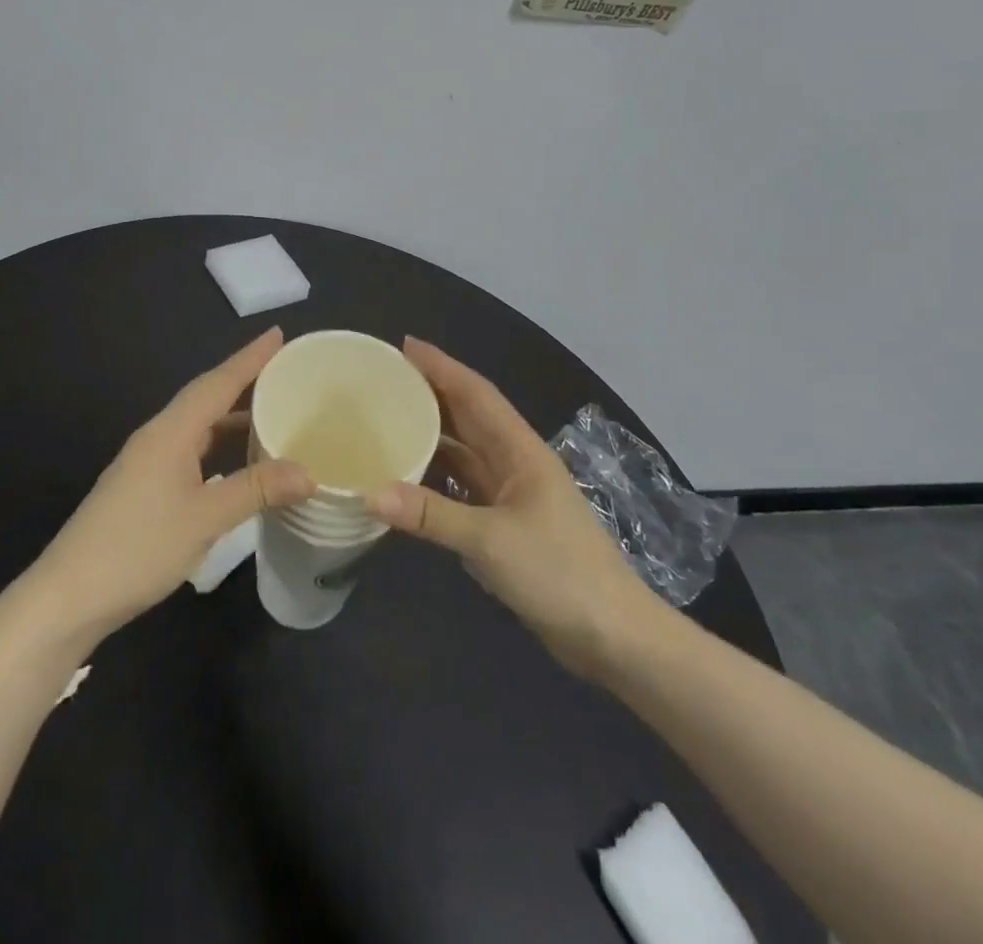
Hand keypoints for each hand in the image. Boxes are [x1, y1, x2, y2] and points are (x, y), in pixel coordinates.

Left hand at [32, 328, 314, 644]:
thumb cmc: (138, 547)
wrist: (70, 596)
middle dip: (245, 381)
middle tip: (285, 371)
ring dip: (233, 416)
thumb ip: (256, 490)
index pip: (217, 382)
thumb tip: (310, 473)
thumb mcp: (205, 518)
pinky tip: (238, 461)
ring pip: (199, 426)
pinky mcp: (144, 487)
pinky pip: (192, 450)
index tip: (279, 334)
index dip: (250, 358)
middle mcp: (158, 437)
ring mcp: (148, 462)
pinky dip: (220, 445)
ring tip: (271, 411)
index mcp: (170, 432)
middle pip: (207, 397)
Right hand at [368, 339, 661, 675]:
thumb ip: (430, 514)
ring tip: (388, 418)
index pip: (475, 393)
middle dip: (431, 391)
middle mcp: (515, 462)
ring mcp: (513, 494)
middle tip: (385, 378)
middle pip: (468, 414)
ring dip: (432, 432)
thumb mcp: (491, 541)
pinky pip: (463, 485)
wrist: (614, 636)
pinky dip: (436, 475)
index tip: (403, 345)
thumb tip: (369, 492)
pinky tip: (409, 477)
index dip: (441, 366)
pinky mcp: (507, 524)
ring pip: (465, 450)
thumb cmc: (559, 574)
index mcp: (519, 450)